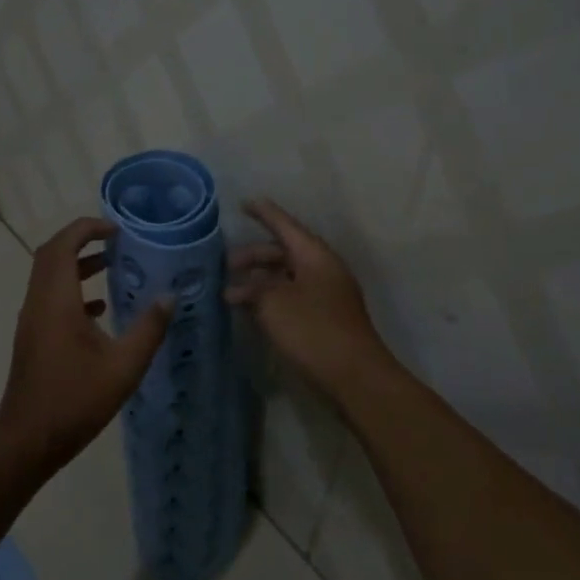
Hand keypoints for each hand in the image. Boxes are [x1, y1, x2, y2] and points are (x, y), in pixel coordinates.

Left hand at [0, 217, 174, 466]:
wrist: (28, 440)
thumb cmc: (76, 400)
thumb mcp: (124, 366)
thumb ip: (149, 328)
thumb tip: (170, 297)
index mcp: (56, 301)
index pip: (63, 244)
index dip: (87, 228)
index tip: (116, 228)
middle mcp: (38, 303)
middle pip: (51, 254)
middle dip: (81, 240)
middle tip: (115, 240)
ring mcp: (31, 321)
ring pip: (49, 277)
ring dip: (77, 264)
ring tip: (112, 265)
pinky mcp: (32, 338)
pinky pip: (50, 299)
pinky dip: (72, 291)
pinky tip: (100, 309)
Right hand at [225, 199, 392, 396]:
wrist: (354, 376)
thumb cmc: (313, 330)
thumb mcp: (274, 304)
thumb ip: (254, 289)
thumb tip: (241, 287)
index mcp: (315, 256)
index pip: (285, 225)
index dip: (264, 214)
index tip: (244, 203)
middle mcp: (323, 269)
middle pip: (284, 252)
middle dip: (254, 256)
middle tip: (225, 266)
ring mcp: (326, 295)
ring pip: (287, 277)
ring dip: (259, 282)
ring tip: (230, 294)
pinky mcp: (324, 318)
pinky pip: (292, 297)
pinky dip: (270, 299)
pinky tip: (251, 312)